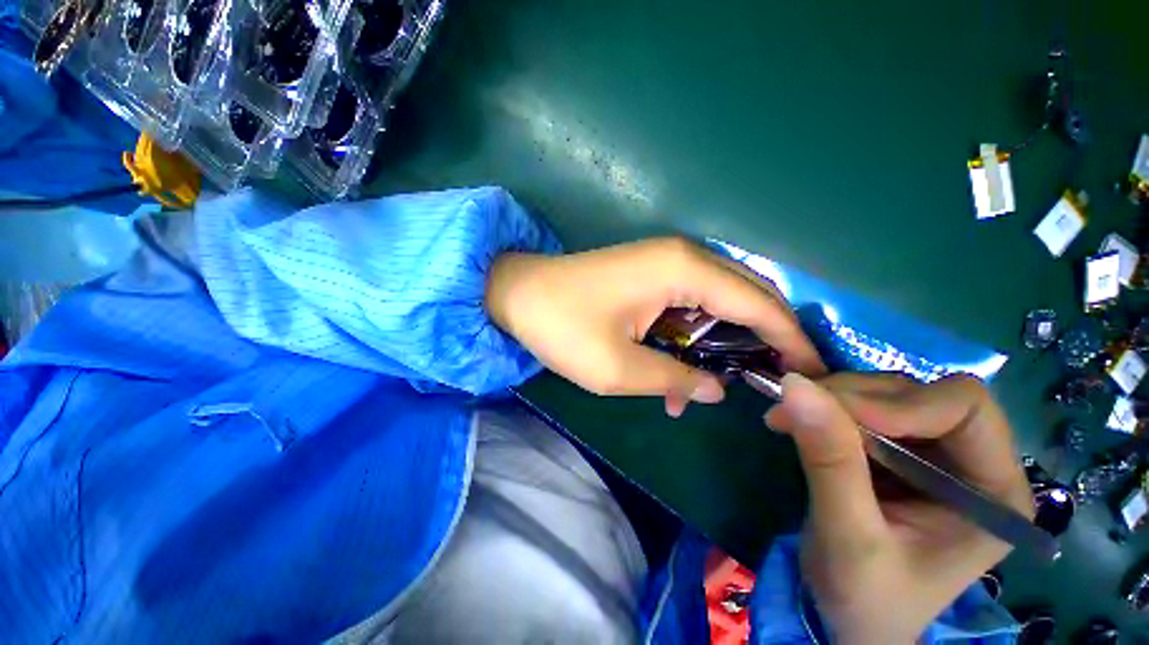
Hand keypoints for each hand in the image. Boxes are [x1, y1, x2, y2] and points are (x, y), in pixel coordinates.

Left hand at [485, 237, 824, 415]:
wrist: (516, 294)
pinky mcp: (648, 276)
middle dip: (765, 340)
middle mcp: (683, 258)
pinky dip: (690, 339)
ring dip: (718, 346)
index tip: (816, 374)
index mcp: (683, 271)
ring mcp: (664, 264)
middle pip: (745, 298)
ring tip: (717, 388)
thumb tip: (715, 390)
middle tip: (778, 383)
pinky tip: (677, 375)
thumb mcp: (618, 367)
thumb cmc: (562, 327)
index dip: (791, 340)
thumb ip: (673, 378)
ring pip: (715, 305)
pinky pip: (686, 307)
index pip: (759, 305)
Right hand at [765, 373, 1032, 644]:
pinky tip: (796, 416)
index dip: (898, 402)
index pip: (964, 409)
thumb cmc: (865, 598)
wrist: (852, 620)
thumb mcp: (848, 537)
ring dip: (830, 398)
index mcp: (993, 492)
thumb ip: (829, 459)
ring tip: (783, 417)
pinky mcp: (897, 450)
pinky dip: (823, 404)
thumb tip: (795, 385)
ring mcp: (934, 453)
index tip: (830, 411)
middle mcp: (972, 462)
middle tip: (790, 411)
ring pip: (884, 393)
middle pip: (918, 394)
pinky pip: (861, 407)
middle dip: (850, 398)